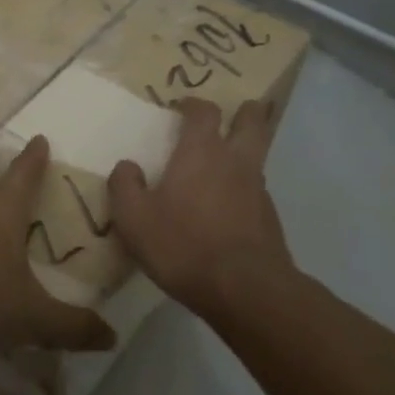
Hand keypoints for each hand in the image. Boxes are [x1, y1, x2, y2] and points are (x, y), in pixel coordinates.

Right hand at [107, 98, 296, 319]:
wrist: (246, 289)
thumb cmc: (183, 244)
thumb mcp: (135, 218)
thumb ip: (125, 186)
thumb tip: (126, 166)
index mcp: (201, 152)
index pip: (204, 111)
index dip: (194, 104)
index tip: (182, 107)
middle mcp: (235, 162)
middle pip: (252, 122)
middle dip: (245, 112)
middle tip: (236, 111)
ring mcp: (258, 190)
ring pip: (258, 156)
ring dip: (247, 150)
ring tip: (228, 161)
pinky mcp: (270, 219)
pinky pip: (258, 191)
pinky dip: (246, 189)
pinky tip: (230, 208)